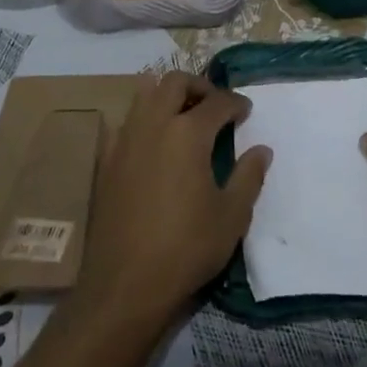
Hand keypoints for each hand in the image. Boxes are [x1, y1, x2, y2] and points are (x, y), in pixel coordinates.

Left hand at [75, 72, 267, 329]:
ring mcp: (124, 141)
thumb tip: (261, 150)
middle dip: (199, 86)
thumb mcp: (231, 216)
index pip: (217, 102)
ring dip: (168, 96)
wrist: (124, 285)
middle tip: (215, 105)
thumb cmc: (186, 248)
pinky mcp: (105, 161)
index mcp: (187, 133)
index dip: (236, 103)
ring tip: (185, 117)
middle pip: (175, 82)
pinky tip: (155, 145)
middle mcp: (153, 125)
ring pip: (144, 95)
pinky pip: (125, 123)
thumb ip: (248, 176)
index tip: (246, 112)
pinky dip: (144, 121)